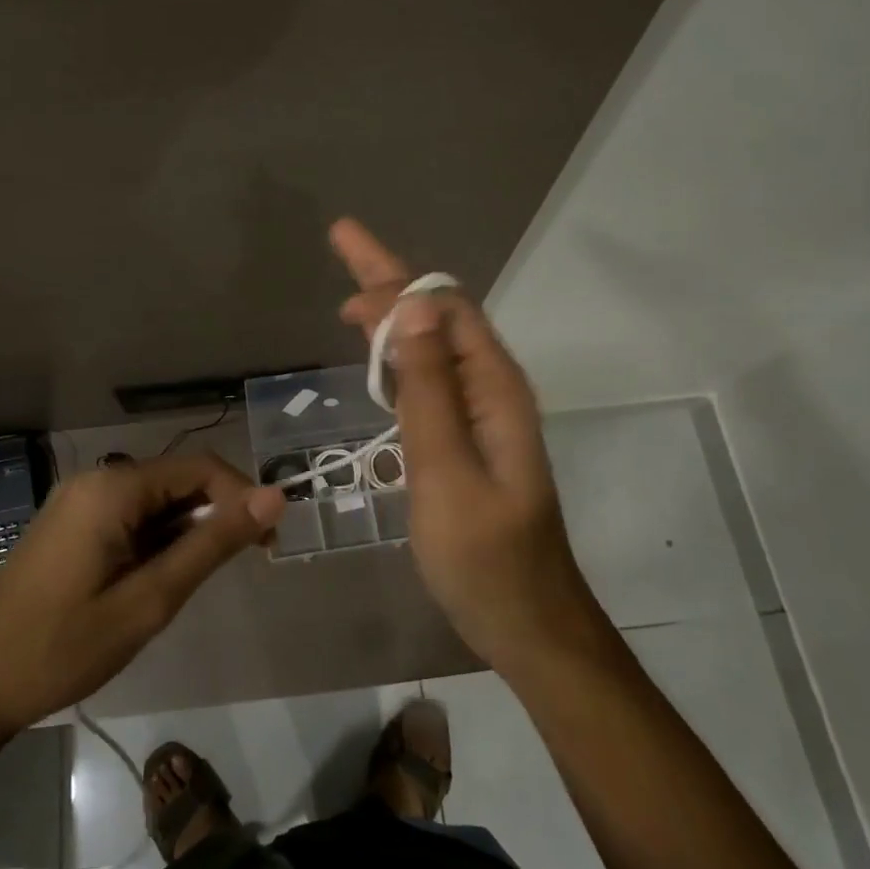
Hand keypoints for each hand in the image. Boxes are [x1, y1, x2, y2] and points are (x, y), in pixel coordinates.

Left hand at [0, 455, 283, 735]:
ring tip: (194, 584)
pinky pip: (130, 517)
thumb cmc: (61, 645)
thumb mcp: (149, 599)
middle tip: (244, 565)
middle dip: (217, 515)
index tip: (269, 544)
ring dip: (187, 532)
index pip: (201, 468)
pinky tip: (158, 581)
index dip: (243, 497)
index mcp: (114, 487)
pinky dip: (157, 540)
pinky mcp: (70, 526)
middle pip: (178, 480)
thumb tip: (274, 496)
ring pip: (155, 502)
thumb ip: (212, 544)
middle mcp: (97, 481)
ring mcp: (79, 502)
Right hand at [330, 219, 603, 677]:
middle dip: (392, 281)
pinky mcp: (470, 441)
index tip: (346, 244)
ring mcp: (483, 417)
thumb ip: (429, 391)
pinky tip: (380, 361)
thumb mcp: (446, 473)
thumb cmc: (485, 557)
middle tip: (341, 253)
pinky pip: (433, 380)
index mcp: (493, 389)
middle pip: (440, 316)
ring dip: (395, 317)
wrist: (528, 624)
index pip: (442, 307)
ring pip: (435, 346)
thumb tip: (413, 310)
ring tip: (350, 306)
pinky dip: (401, 358)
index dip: (394, 275)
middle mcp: (492, 391)